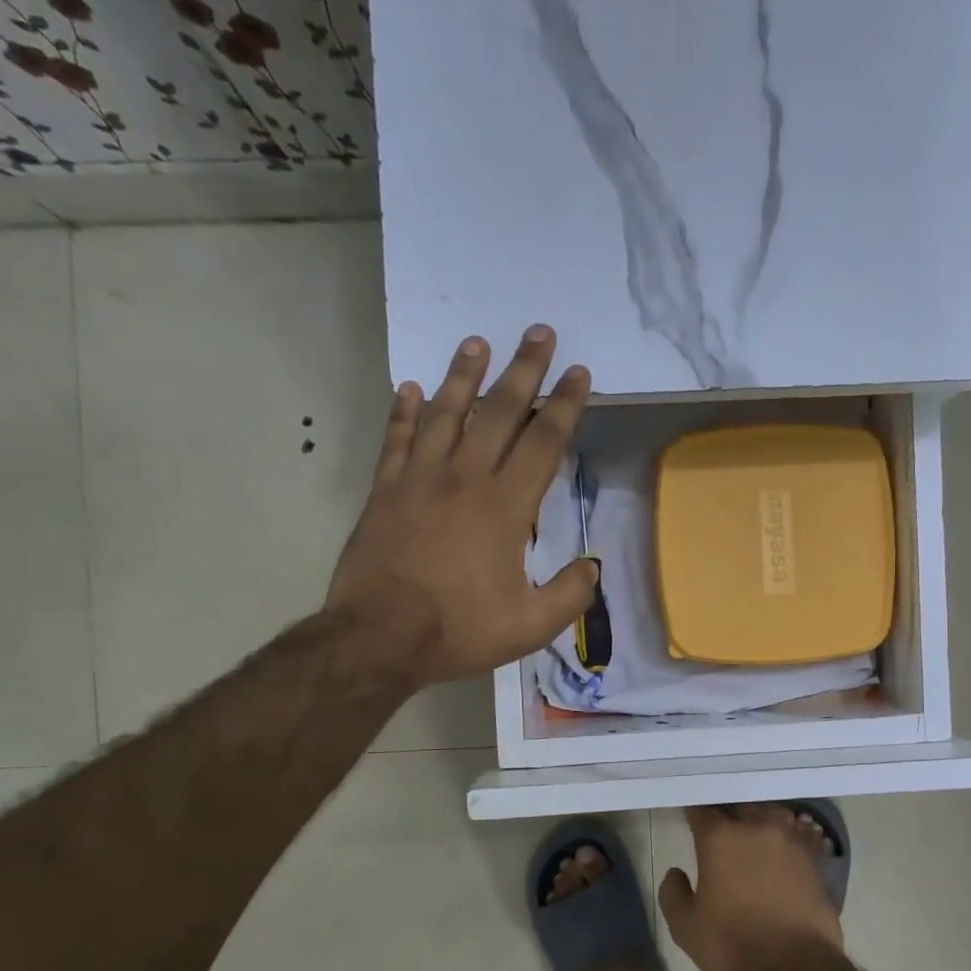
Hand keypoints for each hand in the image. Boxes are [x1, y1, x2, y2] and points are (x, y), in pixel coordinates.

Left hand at [327, 326, 599, 686]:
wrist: (379, 638)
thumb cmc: (459, 630)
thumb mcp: (531, 626)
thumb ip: (569, 595)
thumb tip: (591, 567)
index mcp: (506, 507)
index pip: (543, 442)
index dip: (565, 405)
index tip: (579, 373)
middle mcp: (465, 478)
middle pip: (499, 412)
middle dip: (524, 370)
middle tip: (539, 333)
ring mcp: (419, 479)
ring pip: (445, 413)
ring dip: (463, 375)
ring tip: (476, 342)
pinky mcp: (385, 491)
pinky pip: (396, 439)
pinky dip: (402, 411)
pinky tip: (408, 388)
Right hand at [658, 806, 845, 970]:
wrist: (795, 967)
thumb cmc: (732, 944)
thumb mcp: (685, 926)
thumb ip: (673, 892)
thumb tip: (677, 873)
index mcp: (720, 837)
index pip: (702, 810)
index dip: (693, 813)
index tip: (690, 820)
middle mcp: (757, 827)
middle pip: (739, 808)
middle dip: (728, 815)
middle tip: (721, 830)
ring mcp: (790, 841)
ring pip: (772, 816)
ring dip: (760, 822)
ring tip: (754, 836)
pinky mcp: (814, 860)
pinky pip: (798, 837)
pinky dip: (788, 839)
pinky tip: (783, 850)